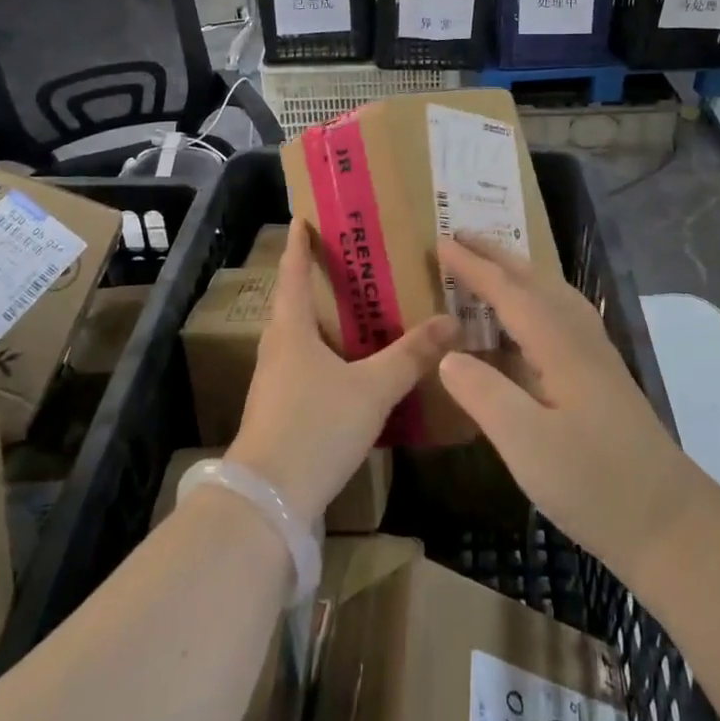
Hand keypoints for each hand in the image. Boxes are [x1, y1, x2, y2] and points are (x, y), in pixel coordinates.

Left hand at [227, 219, 457, 520]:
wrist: (268, 501)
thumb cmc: (315, 427)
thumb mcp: (372, 389)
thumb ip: (411, 356)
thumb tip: (451, 322)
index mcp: (291, 330)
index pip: (293, 273)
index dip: (299, 245)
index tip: (303, 219)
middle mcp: (277, 348)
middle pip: (293, 303)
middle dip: (314, 280)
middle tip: (347, 262)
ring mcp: (274, 382)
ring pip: (298, 337)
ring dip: (320, 319)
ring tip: (354, 310)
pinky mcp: (278, 410)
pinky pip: (303, 365)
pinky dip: (324, 352)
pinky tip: (348, 365)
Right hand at [435, 236, 705, 583]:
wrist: (671, 523)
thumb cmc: (595, 484)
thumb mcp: (527, 444)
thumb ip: (484, 394)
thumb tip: (448, 355)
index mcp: (560, 345)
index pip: (509, 292)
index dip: (474, 267)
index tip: (441, 242)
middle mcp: (580, 338)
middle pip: (535, 282)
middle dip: (497, 256)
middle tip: (461, 236)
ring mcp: (596, 357)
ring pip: (553, 295)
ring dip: (519, 273)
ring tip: (491, 265)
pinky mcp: (602, 377)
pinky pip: (561, 316)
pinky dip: (536, 300)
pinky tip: (529, 321)